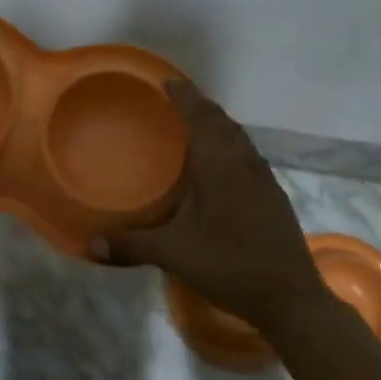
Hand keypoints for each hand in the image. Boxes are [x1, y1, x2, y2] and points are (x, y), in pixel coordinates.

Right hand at [88, 80, 326, 330]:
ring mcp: (263, 178)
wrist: (290, 297)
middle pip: (221, 121)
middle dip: (199, 106)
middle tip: (175, 100)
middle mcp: (243, 162)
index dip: (184, 96)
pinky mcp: (273, 195)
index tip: (167, 81)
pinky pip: (248, 154)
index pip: (200, 117)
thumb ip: (131, 245)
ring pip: (238, 137)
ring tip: (195, 125)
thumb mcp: (174, 254)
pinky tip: (221, 164)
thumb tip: (89, 245)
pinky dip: (231, 144)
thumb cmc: (229, 265)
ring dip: (217, 124)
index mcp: (219, 164)